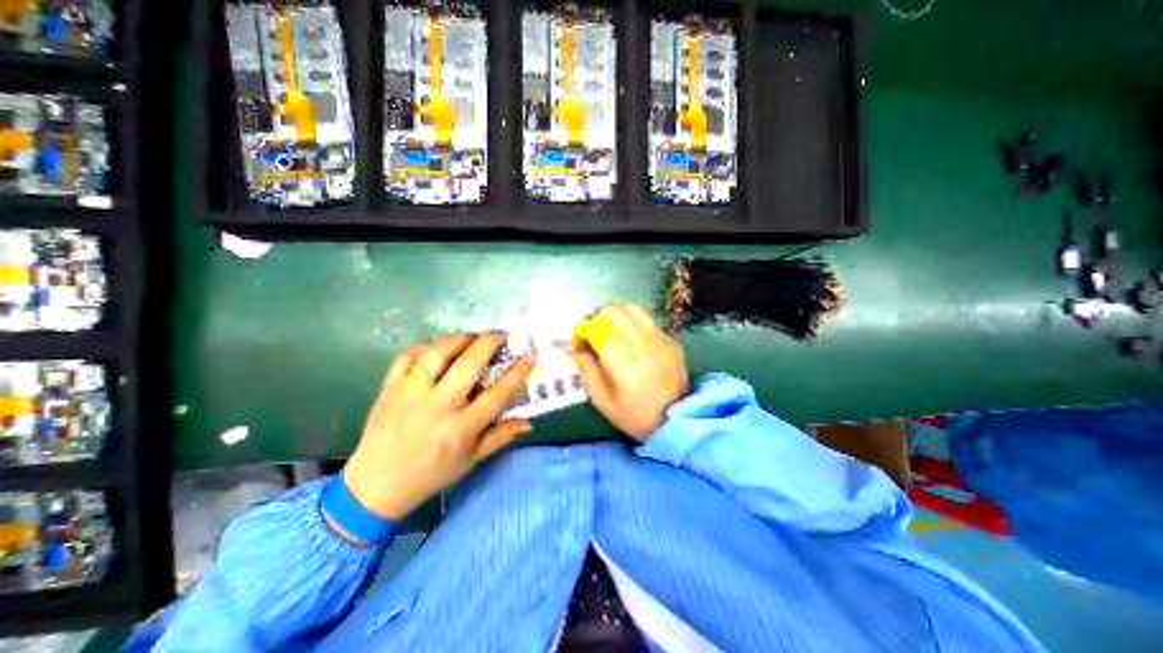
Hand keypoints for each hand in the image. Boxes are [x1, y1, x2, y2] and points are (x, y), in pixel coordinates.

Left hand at [339, 332, 533, 519]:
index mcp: (461, 428)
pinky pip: (408, 355)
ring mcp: (410, 394)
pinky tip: (439, 347)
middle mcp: (437, 407)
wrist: (375, 486)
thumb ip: (501, 436)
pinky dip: (427, 345)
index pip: (498, 393)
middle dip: (490, 343)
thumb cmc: (431, 474)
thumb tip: (529, 421)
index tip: (530, 352)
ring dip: (460, 338)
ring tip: (473, 337)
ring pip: (438, 353)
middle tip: (501, 335)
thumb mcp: (471, 460)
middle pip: (469, 364)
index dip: (518, 370)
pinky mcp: (389, 387)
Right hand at [573, 304, 688, 440]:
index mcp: (624, 364)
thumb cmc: (633, 415)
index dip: (583, 330)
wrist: (675, 420)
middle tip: (593, 331)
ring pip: (633, 309)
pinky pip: (647, 320)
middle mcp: (643, 346)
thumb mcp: (602, 401)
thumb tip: (577, 348)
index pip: (598, 330)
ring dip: (615, 314)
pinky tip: (629, 338)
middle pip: (615, 312)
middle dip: (597, 316)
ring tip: (609, 327)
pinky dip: (632, 322)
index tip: (579, 341)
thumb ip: (587, 371)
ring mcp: (660, 340)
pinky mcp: (671, 340)